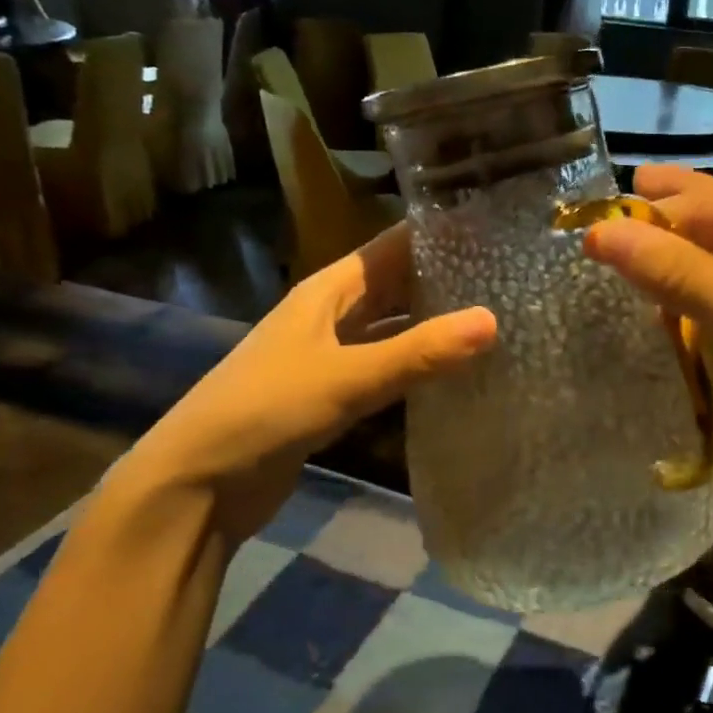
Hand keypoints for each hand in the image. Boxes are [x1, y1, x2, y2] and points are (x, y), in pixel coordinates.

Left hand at [121, 223, 495, 544]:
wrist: (199, 484)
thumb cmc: (266, 411)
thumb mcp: (346, 378)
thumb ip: (418, 353)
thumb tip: (492, 321)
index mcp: (328, 291)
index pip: (392, 246)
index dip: (439, 233)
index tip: (497, 228)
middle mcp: (332, 314)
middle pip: (397, 285)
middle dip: (447, 278)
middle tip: (512, 277)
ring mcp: (333, 355)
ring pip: (395, 327)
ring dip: (436, 323)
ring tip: (499, 318)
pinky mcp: (336, 394)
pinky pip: (389, 367)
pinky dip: (420, 365)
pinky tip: (458, 371)